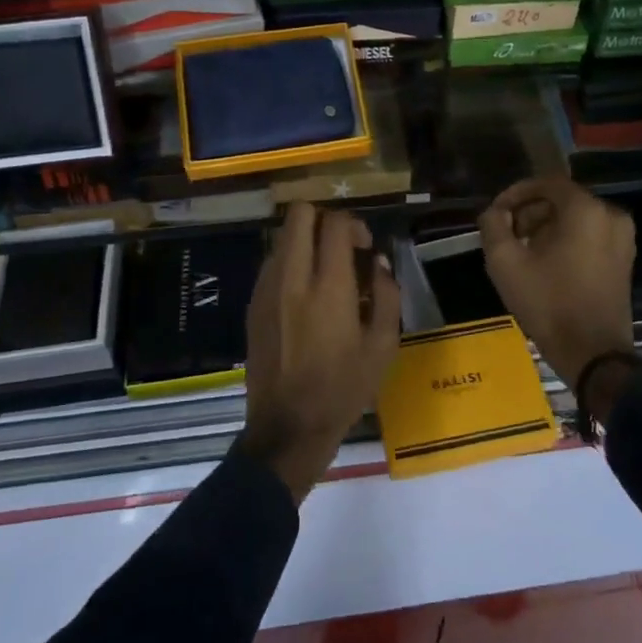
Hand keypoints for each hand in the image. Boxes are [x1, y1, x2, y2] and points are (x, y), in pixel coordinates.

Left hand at [240, 203, 400, 503]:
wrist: (288, 428)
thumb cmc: (342, 389)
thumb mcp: (383, 347)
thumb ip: (387, 295)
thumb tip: (378, 262)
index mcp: (328, 287)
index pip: (335, 223)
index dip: (354, 225)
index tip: (365, 247)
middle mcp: (292, 278)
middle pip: (299, 214)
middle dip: (324, 219)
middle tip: (341, 247)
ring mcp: (267, 289)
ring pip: (282, 236)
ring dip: (305, 241)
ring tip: (324, 273)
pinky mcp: (253, 304)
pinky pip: (272, 263)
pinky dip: (290, 263)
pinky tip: (305, 296)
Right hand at [479, 179, 637, 397]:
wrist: (594, 354)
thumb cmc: (549, 303)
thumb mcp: (506, 263)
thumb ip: (493, 226)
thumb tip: (495, 212)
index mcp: (586, 210)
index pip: (547, 183)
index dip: (517, 193)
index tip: (497, 212)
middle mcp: (611, 215)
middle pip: (563, 200)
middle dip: (531, 212)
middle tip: (508, 234)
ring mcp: (623, 238)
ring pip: (577, 218)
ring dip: (547, 227)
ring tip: (524, 251)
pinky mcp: (625, 259)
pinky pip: (591, 235)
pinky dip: (567, 240)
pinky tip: (546, 263)